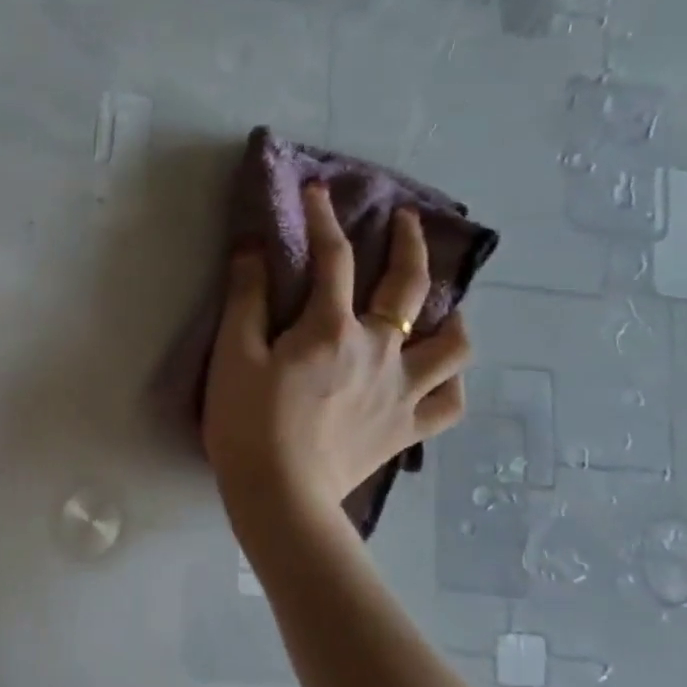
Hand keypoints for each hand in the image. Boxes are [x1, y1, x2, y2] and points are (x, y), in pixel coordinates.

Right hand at [203, 182, 471, 518]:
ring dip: (452, 316)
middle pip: (409, 287)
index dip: (323, 217)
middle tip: (408, 222)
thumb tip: (254, 248)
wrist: (280, 495)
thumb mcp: (233, 354)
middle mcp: (380, 351)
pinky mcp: (407, 430)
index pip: (332, 258)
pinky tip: (438, 374)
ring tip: (444, 306)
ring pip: (452, 346)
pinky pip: (448, 401)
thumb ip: (247, 297)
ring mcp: (402, 392)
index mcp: (331, 328)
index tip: (316, 190)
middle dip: (411, 245)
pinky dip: (449, 381)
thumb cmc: (246, 421)